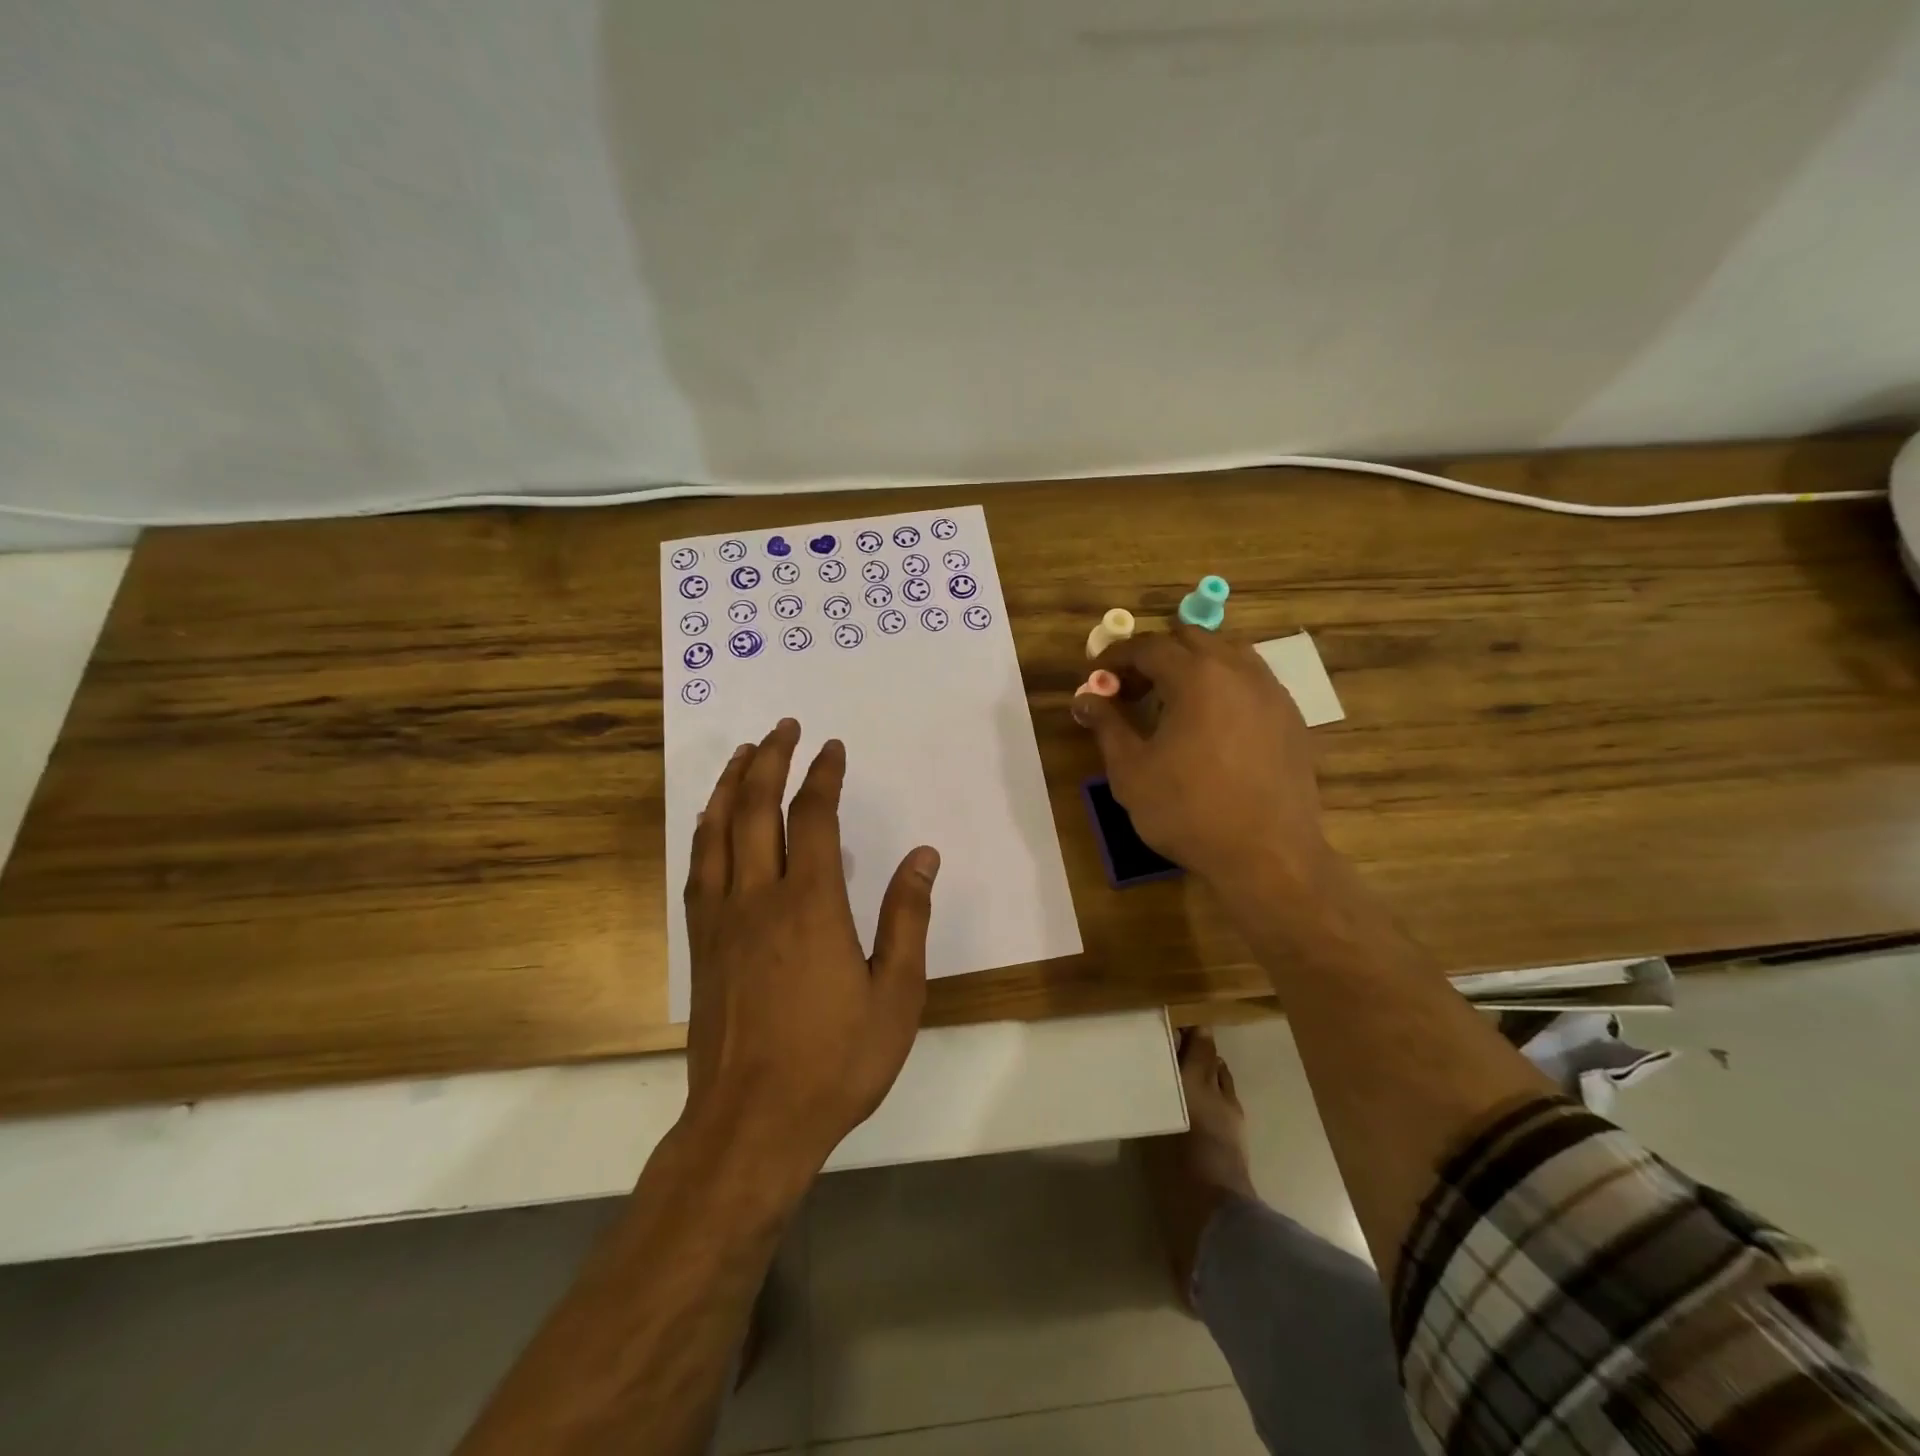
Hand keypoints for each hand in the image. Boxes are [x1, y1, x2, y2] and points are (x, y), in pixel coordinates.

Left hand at [681, 718, 939, 1181]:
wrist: (751, 1124)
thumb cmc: (835, 1061)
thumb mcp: (896, 995)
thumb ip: (908, 919)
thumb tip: (923, 856)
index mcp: (812, 905)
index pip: (815, 818)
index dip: (823, 776)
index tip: (832, 748)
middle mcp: (759, 897)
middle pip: (757, 809)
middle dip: (770, 760)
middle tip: (782, 728)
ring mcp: (722, 920)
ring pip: (718, 832)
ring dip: (730, 786)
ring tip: (741, 754)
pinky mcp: (702, 946)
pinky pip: (698, 870)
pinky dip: (704, 832)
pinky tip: (709, 822)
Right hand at [1073, 625, 1329, 894]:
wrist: (1267, 855)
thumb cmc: (1188, 811)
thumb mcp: (1132, 771)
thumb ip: (1107, 725)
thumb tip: (1084, 698)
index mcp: (1196, 677)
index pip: (1148, 647)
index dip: (1116, 657)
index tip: (1096, 677)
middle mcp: (1239, 671)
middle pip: (1191, 638)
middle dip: (1155, 655)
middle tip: (1131, 688)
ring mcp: (1272, 693)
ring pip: (1228, 654)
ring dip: (1194, 665)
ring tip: (1172, 701)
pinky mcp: (1291, 719)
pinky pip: (1252, 682)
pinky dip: (1224, 685)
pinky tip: (1211, 723)